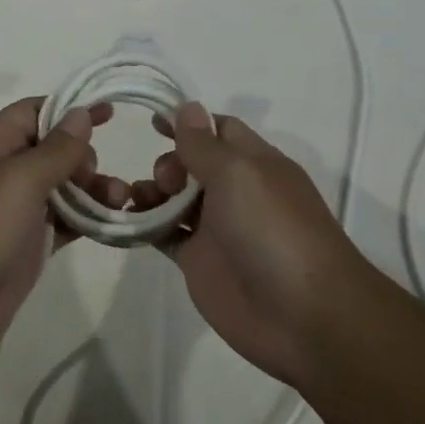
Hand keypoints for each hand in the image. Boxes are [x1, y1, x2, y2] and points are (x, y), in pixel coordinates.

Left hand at [0, 97, 119, 366]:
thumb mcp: (17, 180)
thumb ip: (55, 149)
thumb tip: (81, 113)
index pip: (34, 112)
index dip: (71, 108)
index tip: (112, 112)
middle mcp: (3, 172)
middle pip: (53, 150)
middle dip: (85, 156)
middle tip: (101, 177)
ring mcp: (15, 211)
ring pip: (62, 188)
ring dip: (93, 189)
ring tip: (121, 200)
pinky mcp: (26, 245)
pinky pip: (63, 222)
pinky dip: (88, 219)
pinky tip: (113, 222)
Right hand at [133, 103, 368, 384]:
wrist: (301, 316)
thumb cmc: (273, 231)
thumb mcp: (239, 174)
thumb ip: (205, 144)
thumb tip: (187, 107)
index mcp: (255, 163)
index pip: (219, 130)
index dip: (187, 123)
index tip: (151, 122)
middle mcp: (235, 191)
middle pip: (191, 163)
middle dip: (168, 162)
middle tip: (165, 181)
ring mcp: (216, 228)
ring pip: (174, 199)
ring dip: (150, 192)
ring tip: (136, 200)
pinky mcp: (198, 261)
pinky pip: (164, 234)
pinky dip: (143, 226)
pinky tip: (123, 221)